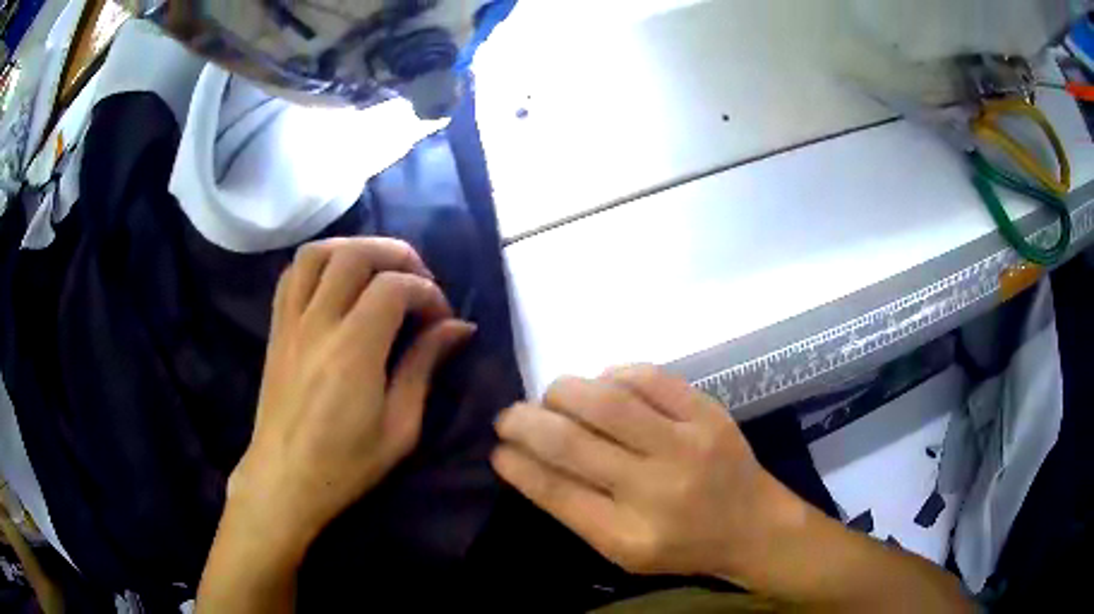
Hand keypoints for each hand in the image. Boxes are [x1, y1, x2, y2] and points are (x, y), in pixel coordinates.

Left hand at [229, 237, 475, 552]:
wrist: (284, 480)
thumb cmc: (346, 465)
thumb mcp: (400, 427)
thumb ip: (424, 367)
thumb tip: (458, 328)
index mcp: (353, 351)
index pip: (394, 287)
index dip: (427, 292)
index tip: (442, 319)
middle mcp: (318, 324)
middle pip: (355, 254)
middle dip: (396, 255)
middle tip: (418, 280)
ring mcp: (291, 322)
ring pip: (317, 253)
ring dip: (353, 249)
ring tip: (378, 270)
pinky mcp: (276, 328)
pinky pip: (292, 275)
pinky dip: (319, 263)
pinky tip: (337, 282)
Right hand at [492, 365, 800, 584]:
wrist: (753, 525)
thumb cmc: (682, 545)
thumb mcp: (622, 550)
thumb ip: (574, 510)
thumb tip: (524, 460)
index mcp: (627, 536)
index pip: (555, 492)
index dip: (517, 464)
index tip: (495, 447)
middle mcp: (655, 490)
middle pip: (572, 443)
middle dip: (525, 422)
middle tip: (509, 415)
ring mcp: (687, 445)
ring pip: (607, 401)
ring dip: (564, 392)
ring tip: (552, 397)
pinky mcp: (709, 413)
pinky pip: (650, 378)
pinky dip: (614, 375)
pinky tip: (603, 385)